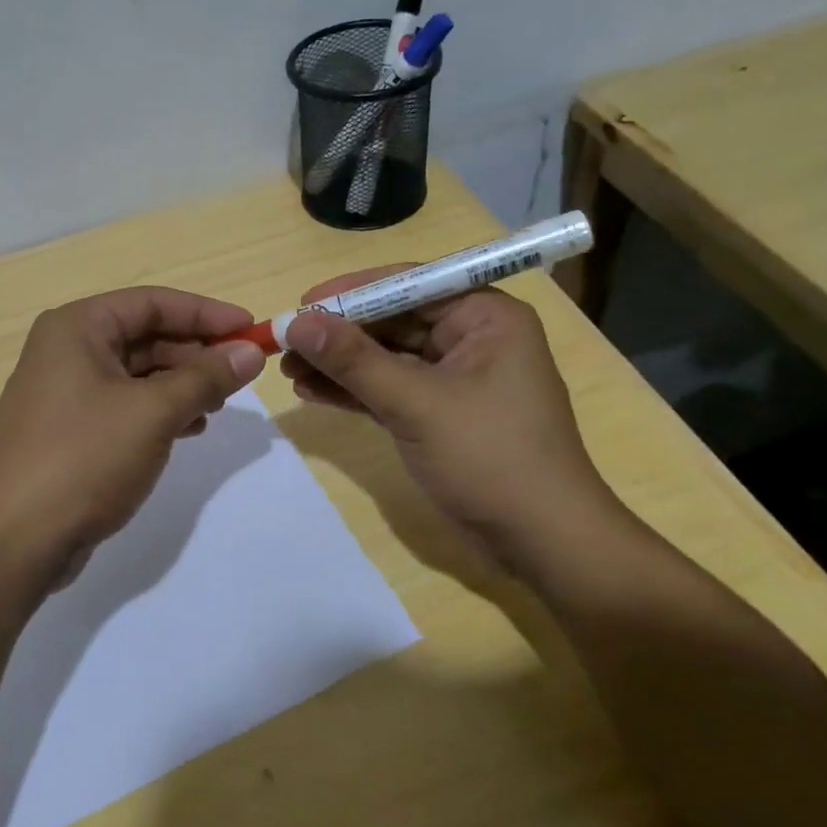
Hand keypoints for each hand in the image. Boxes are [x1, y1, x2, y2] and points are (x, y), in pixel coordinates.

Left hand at [0, 287, 267, 590]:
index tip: (251, 331)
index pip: (152, 303)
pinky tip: (189, 429)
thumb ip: (206, 378)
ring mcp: (63, 393)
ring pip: (136, 374)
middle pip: (144, 336)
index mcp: (76, 329)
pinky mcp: (68, 431)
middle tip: (241, 374)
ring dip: (181, 384)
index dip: (206, 314)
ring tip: (218, 406)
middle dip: (195, 353)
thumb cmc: (84, 459)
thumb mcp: (154, 413)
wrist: (16, 540)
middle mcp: (65, 351)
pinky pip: (123, 406)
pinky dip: (158, 412)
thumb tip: (251, 353)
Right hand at [278, 269, 622, 574]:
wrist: (541, 541)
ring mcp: (455, 379)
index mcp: (485, 316)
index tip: (302, 304)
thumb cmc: (490, 458)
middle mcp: (471, 338)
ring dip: (339, 363)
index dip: (352, 292)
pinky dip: (353, 391)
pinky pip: (389, 389)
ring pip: (386, 357)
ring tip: (287, 369)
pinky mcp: (439, 414)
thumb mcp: (417, 404)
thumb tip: (296, 322)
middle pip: (393, 320)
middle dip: (339, 333)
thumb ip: (354, 360)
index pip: (410, 284)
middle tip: (285, 342)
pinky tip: (311, 391)